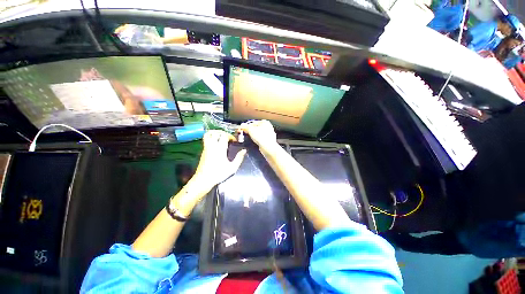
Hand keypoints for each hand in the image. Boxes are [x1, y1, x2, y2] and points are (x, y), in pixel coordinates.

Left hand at [191, 130, 246, 192]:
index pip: (224, 135)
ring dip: (215, 133)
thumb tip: (244, 150)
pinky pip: (206, 139)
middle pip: (216, 132)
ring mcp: (206, 147)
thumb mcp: (232, 168)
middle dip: (223, 133)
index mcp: (220, 149)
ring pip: (209, 134)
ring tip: (221, 137)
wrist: (203, 179)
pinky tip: (216, 143)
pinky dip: (211, 137)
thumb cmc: (219, 174)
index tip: (234, 141)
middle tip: (228, 138)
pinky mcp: (203, 151)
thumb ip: (239, 158)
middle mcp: (212, 146)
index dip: (230, 136)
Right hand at [238, 120, 278, 152]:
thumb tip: (242, 125)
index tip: (243, 129)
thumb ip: (246, 127)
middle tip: (246, 133)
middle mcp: (269, 127)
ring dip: (254, 135)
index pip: (254, 122)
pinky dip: (258, 140)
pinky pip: (262, 139)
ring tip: (249, 138)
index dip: (248, 125)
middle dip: (251, 130)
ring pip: (259, 134)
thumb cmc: (260, 136)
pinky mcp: (269, 141)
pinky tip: (255, 142)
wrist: (268, 147)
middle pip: (257, 128)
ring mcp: (270, 134)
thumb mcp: (251, 130)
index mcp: (265, 122)